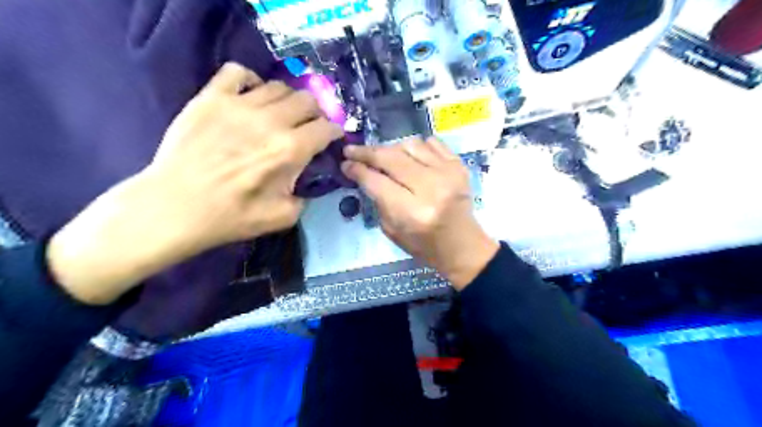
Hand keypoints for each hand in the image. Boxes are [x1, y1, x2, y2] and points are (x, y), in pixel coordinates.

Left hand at [47, 62, 341, 302]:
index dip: (335, 132)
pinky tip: (251, 96)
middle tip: (309, 126)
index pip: (326, 128)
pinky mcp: (211, 98)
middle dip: (316, 113)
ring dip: (289, 100)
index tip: (333, 137)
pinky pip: (238, 72)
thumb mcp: (284, 216)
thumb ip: (306, 195)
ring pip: (279, 86)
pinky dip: (251, 80)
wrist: (176, 207)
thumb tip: (308, 178)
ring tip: (282, 114)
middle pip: (307, 100)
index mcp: (290, 150)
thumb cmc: (231, 216)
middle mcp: (270, 121)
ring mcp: (239, 105)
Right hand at [340, 136, 496, 289]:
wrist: (462, 245)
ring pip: (409, 145)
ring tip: (383, 157)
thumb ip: (378, 200)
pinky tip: (409, 156)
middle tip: (352, 150)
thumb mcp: (392, 230)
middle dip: (367, 152)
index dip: (357, 169)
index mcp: (412, 212)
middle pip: (391, 158)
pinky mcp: (459, 165)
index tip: (345, 163)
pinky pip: (431, 143)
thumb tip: (363, 172)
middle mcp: (430, 188)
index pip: (376, 181)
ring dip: (391, 149)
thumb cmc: (424, 244)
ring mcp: (448, 173)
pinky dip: (416, 146)